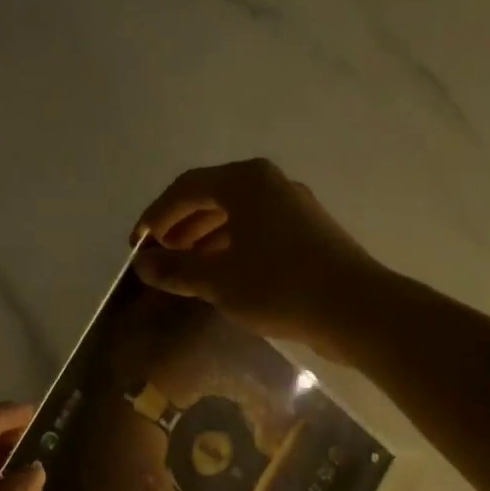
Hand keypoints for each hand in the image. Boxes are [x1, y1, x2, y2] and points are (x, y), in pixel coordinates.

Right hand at [130, 158, 381, 355]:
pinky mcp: (306, 233)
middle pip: (211, 197)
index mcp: (245, 182)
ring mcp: (292, 207)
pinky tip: (220, 275)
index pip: (186, 188)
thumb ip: (176, 269)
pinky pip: (255, 231)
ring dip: (203, 239)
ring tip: (184, 268)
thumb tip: (143, 263)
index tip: (135, 244)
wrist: (353, 308)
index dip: (155, 215)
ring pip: (235, 216)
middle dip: (179, 226)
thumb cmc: (278, 286)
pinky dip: (229, 247)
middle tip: (158, 256)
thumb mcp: (217, 280)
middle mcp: (269, 184)